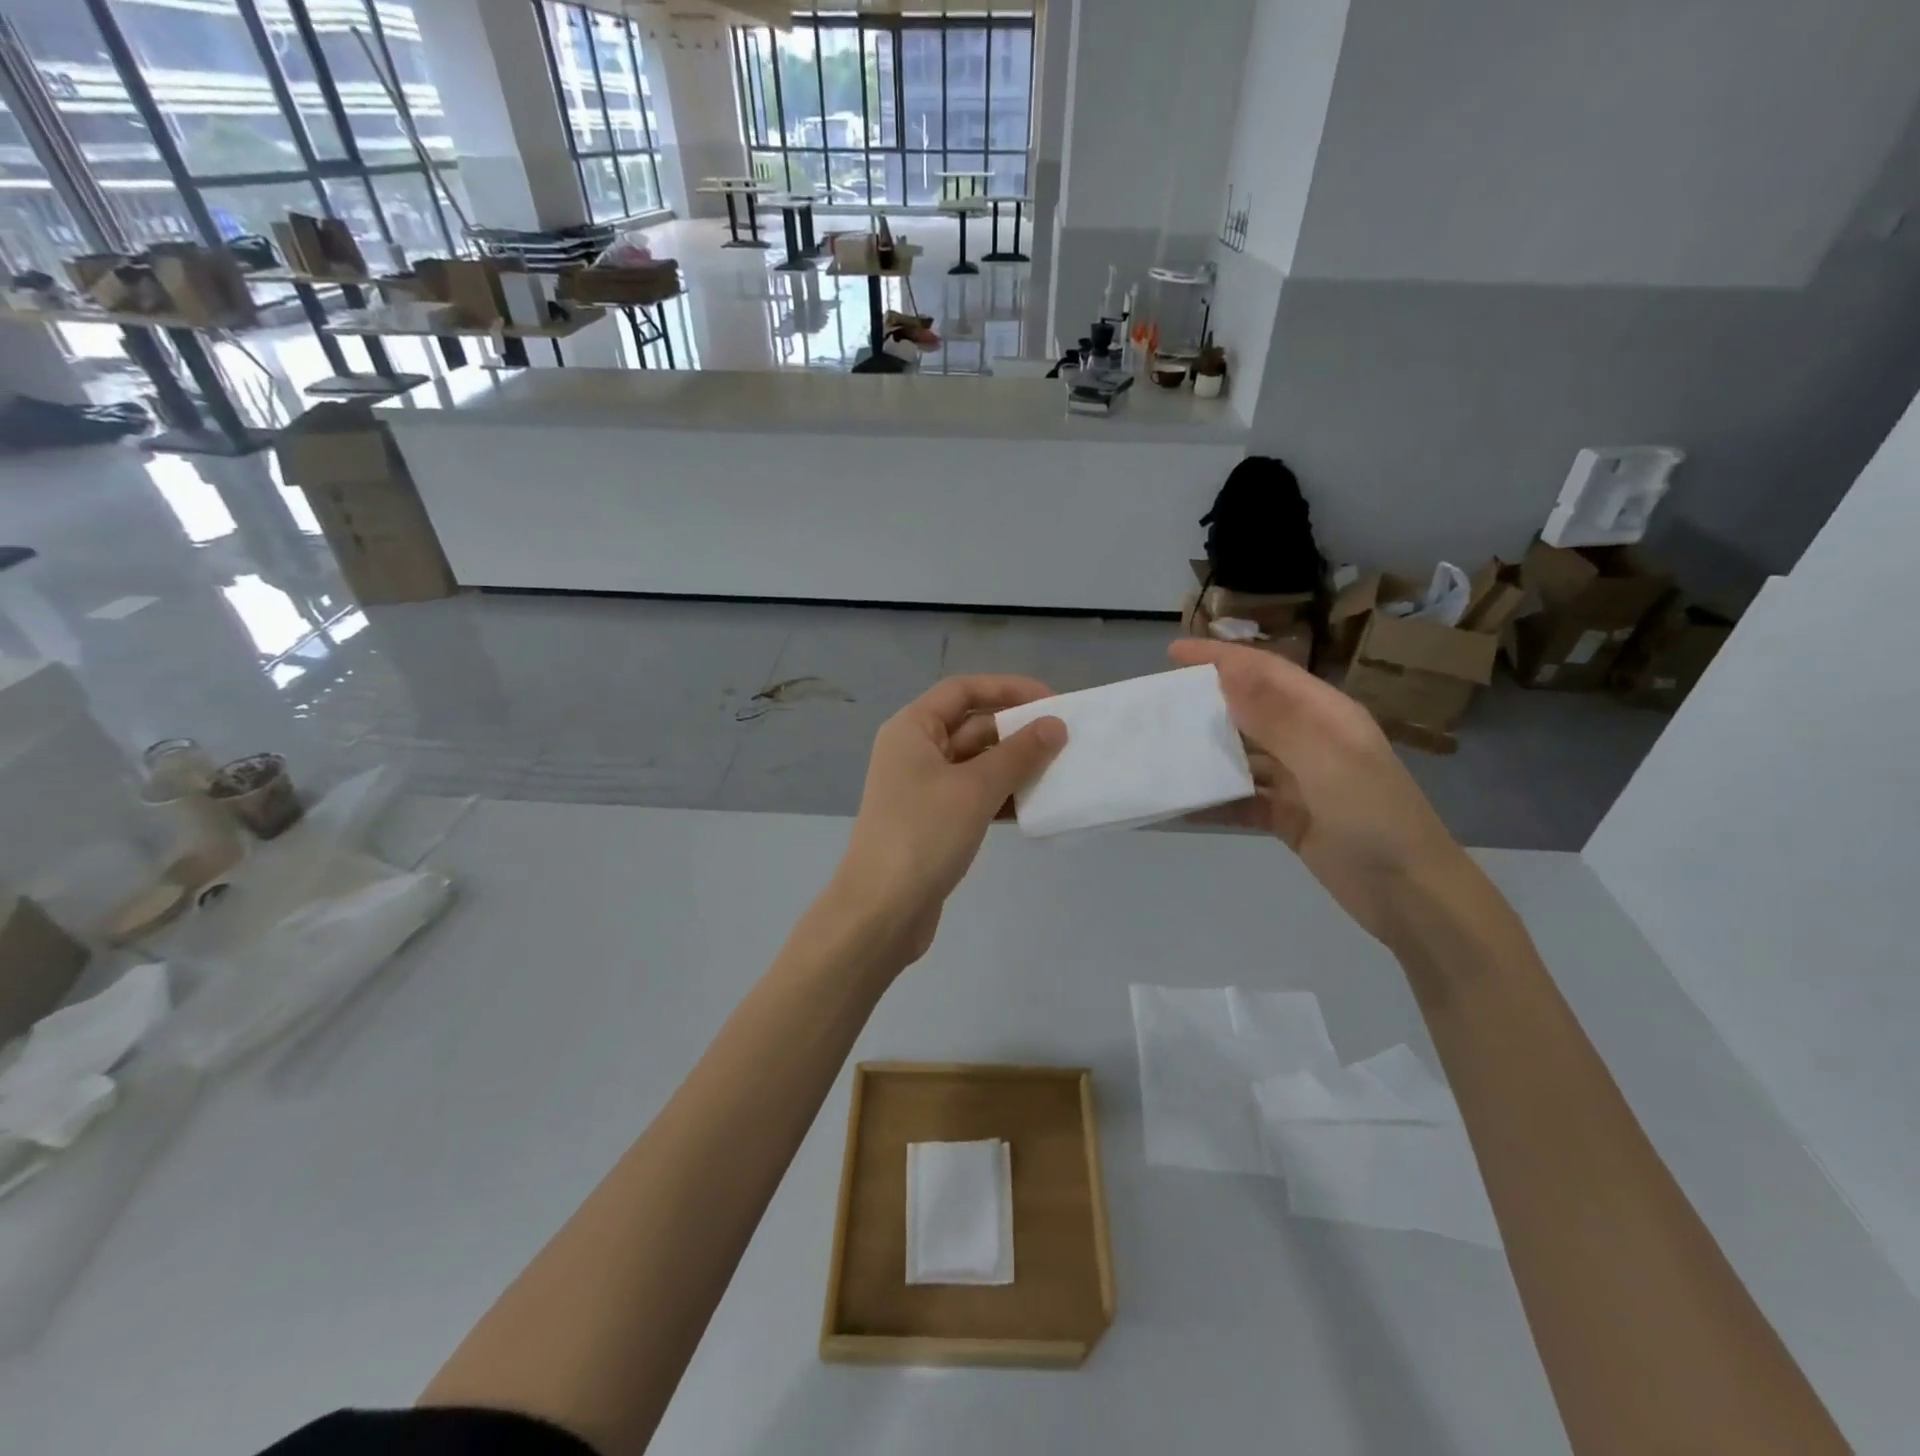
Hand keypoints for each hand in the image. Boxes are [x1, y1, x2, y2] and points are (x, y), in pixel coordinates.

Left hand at [832, 675, 1065, 965]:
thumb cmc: (924, 835)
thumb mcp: (975, 788)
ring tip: (1060, 772)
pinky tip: (1035, 807)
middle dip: (1017, 731)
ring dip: (1014, 766)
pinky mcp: (933, 822)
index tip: (1052, 701)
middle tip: (1065, 741)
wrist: (882, 911)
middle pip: (971, 725)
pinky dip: (1002, 797)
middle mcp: (914, 751)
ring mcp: (922, 789)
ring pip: (976, 764)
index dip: (1008, 689)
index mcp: (912, 729)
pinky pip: (974, 796)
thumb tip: (1054, 725)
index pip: (963, 689)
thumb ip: (1019, 753)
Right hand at [1170, 640, 1467, 946]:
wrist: (1411, 896)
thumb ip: (1277, 718)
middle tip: (1159, 704)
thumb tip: (1229, 671)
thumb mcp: (1328, 762)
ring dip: (1206, 753)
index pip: (1267, 672)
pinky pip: (1243, 800)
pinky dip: (1215, 801)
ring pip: (1242, 756)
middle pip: (1250, 710)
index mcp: (1326, 716)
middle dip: (1207, 703)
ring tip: (1161, 750)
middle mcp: (1310, 741)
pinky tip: (1182, 806)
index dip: (1222, 657)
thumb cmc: (1374, 819)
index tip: (1173, 651)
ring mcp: (1299, 781)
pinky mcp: (1289, 817)